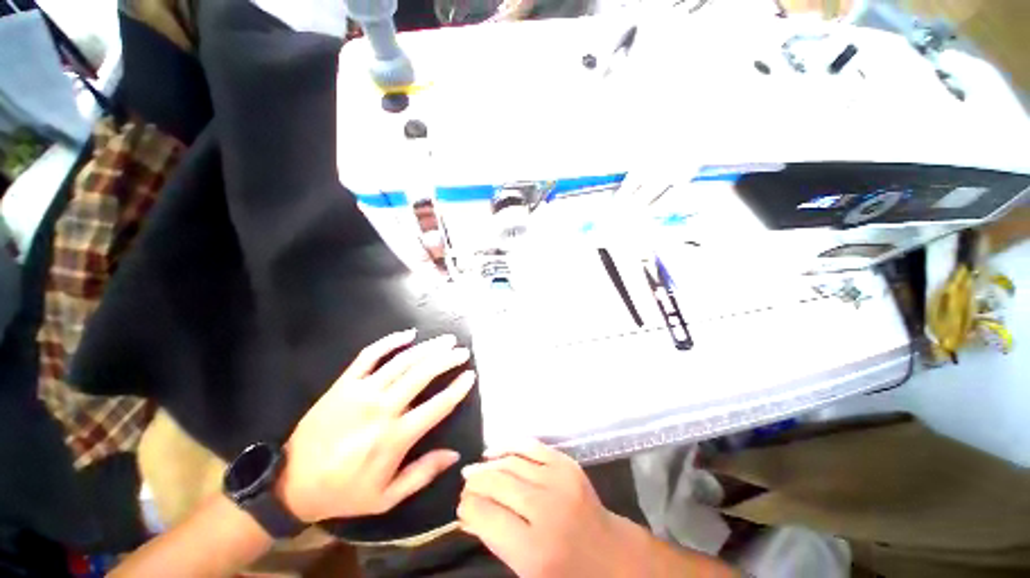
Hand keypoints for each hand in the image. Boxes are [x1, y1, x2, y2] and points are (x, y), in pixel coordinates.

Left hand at [279, 330, 474, 522]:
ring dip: (427, 348)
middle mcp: (382, 408)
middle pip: (422, 375)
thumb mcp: (386, 497)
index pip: (437, 406)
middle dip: (447, 359)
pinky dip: (390, 342)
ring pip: (402, 361)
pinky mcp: (344, 384)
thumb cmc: (344, 492)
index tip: (471, 375)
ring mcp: (362, 391)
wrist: (292, 483)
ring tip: (446, 340)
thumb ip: (422, 474)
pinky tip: (408, 334)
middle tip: (462, 351)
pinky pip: (369, 355)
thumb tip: (455, 454)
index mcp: (395, 437)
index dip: (458, 388)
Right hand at [458, 440, 632, 577]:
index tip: (462, 506)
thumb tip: (467, 513)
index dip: (467, 506)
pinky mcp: (567, 463)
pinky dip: (509, 445)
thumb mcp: (526, 572)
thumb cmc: (565, 573)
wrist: (610, 555)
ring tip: (474, 469)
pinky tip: (494, 451)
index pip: (485, 514)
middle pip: (496, 483)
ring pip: (511, 462)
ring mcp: (558, 480)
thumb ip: (494, 541)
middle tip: (465, 485)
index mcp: (533, 550)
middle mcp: (545, 509)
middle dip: (475, 483)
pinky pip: (530, 445)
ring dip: (488, 464)